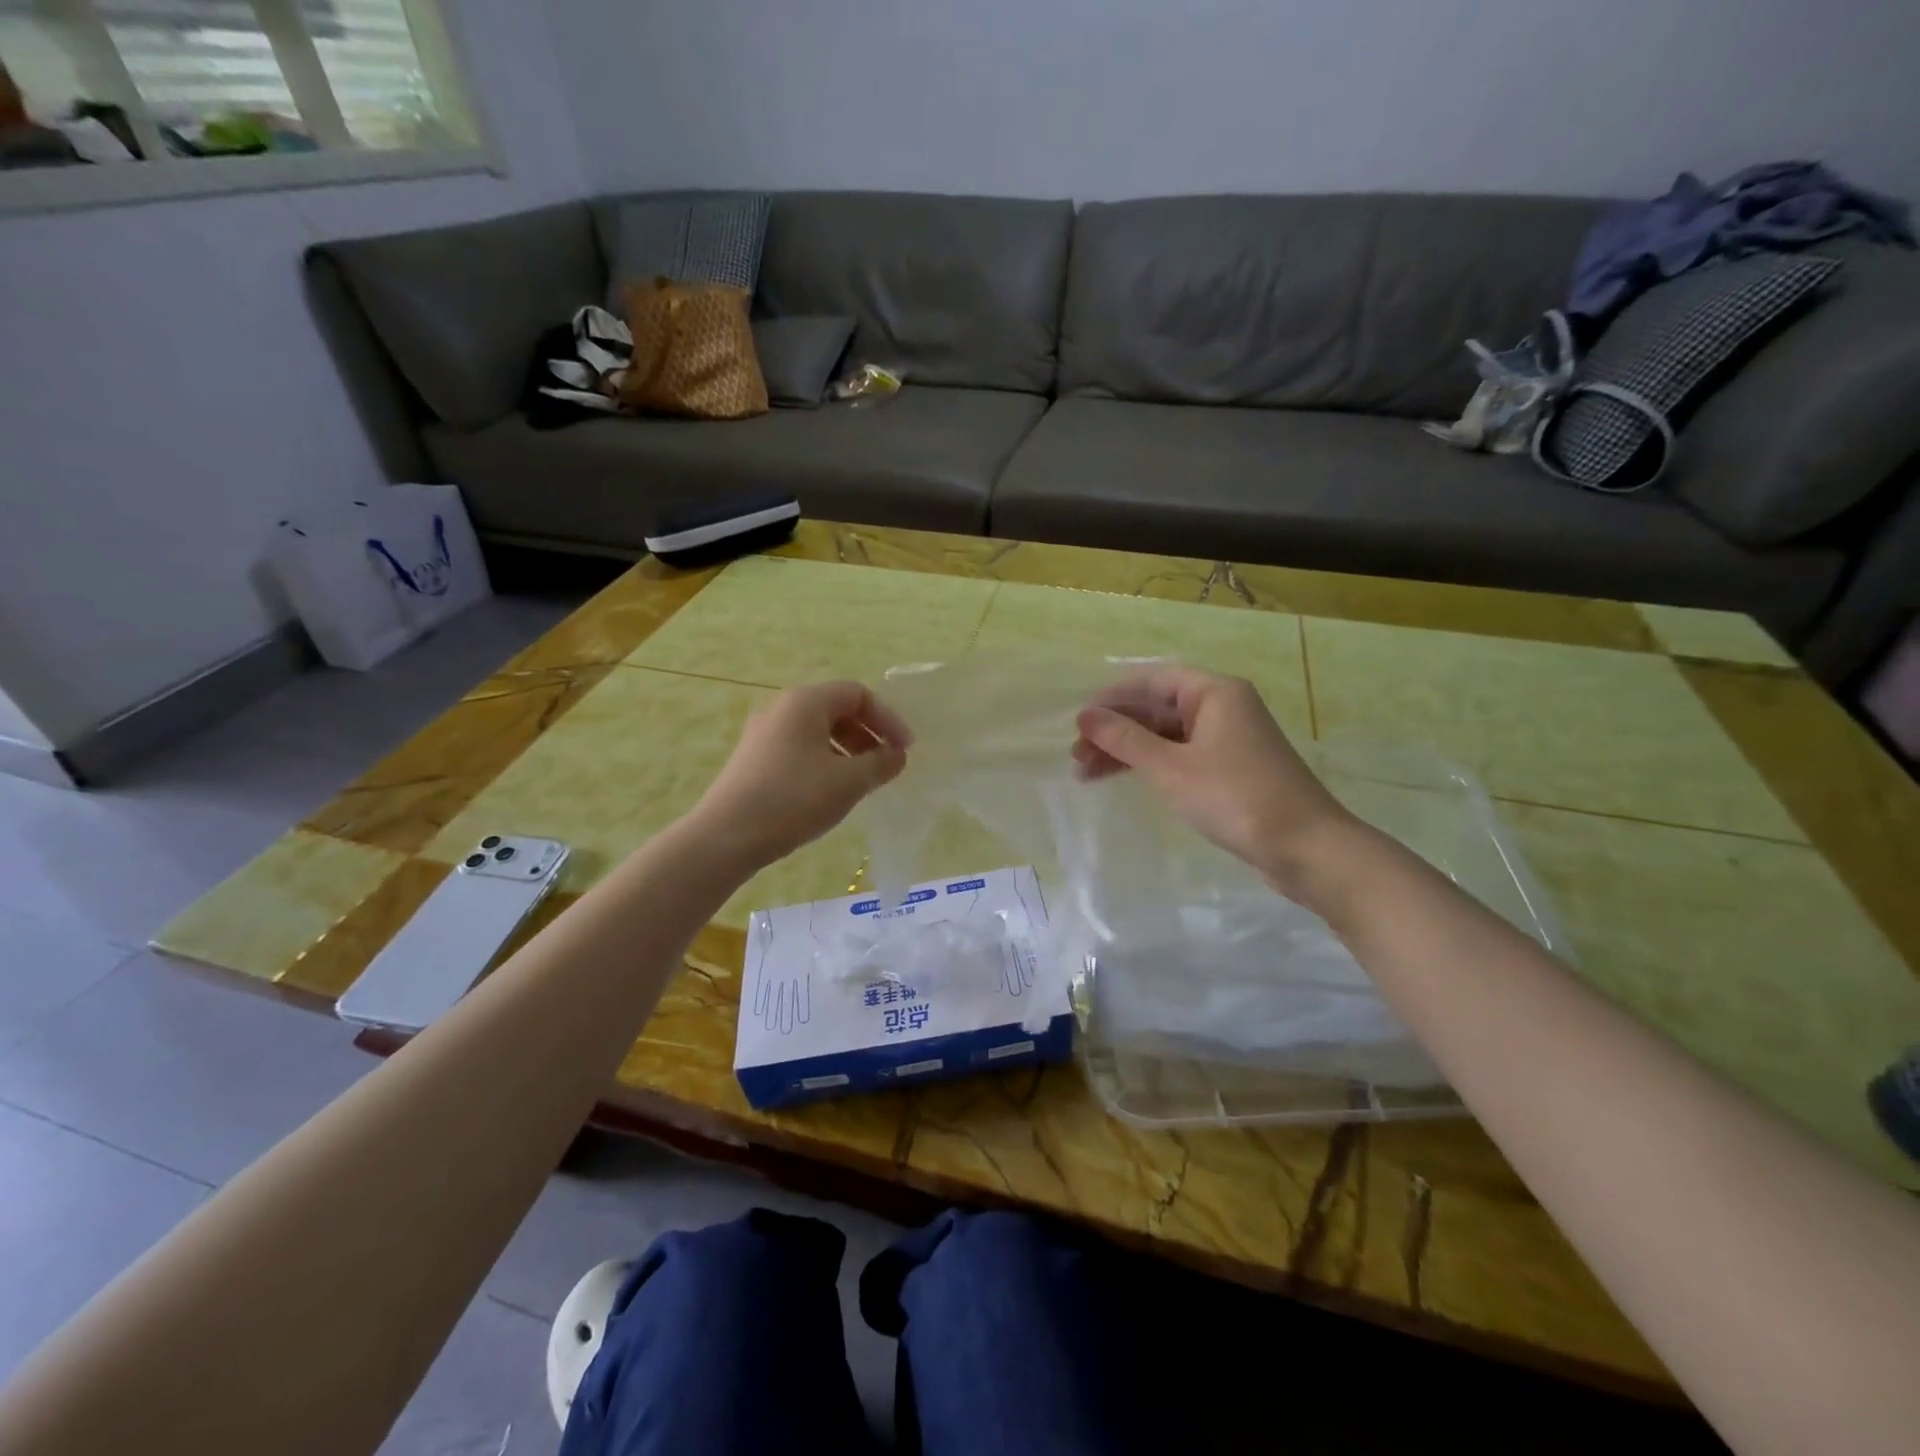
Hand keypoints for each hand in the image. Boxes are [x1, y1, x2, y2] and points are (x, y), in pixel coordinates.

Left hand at [691, 681, 910, 869]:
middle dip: (868, 734)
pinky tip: (830, 791)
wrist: (727, 836)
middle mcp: (782, 707)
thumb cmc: (794, 799)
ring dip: (848, 750)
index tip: (905, 749)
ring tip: (862, 781)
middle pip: (837, 709)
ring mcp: (763, 733)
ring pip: (817, 730)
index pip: (858, 694)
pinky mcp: (753, 758)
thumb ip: (881, 763)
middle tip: (886, 764)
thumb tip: (897, 755)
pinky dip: (825, 761)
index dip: (888, 718)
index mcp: (806, 702)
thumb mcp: (849, 782)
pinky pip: (800, 747)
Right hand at [1072, 666, 1360, 897]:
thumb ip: (1125, 739)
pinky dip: (1150, 765)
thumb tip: (1085, 715)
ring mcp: (1227, 739)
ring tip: (1086, 773)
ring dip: (1127, 750)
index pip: (1151, 681)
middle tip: (1076, 755)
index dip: (1111, 698)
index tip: (1077, 721)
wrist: (1304, 848)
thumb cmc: (1235, 798)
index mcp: (1214, 692)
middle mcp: (1222, 707)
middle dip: (1115, 729)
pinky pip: (1179, 755)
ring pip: (1165, 735)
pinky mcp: (1229, 768)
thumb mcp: (1171, 768)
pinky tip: (1123, 779)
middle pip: (1157, 708)